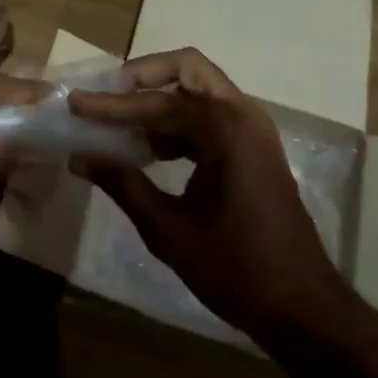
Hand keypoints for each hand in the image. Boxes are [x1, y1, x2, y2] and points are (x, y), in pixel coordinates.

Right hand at [69, 48, 352, 339]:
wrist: (302, 307)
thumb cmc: (236, 269)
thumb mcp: (169, 230)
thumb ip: (123, 185)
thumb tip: (81, 157)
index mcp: (226, 130)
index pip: (157, 103)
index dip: (111, 105)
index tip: (75, 103)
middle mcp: (243, 116)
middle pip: (188, 69)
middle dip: (143, 76)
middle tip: (106, 95)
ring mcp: (252, 131)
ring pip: (199, 90)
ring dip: (159, 98)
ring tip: (119, 123)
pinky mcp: (253, 149)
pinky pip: (209, 116)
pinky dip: (177, 121)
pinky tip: (147, 149)